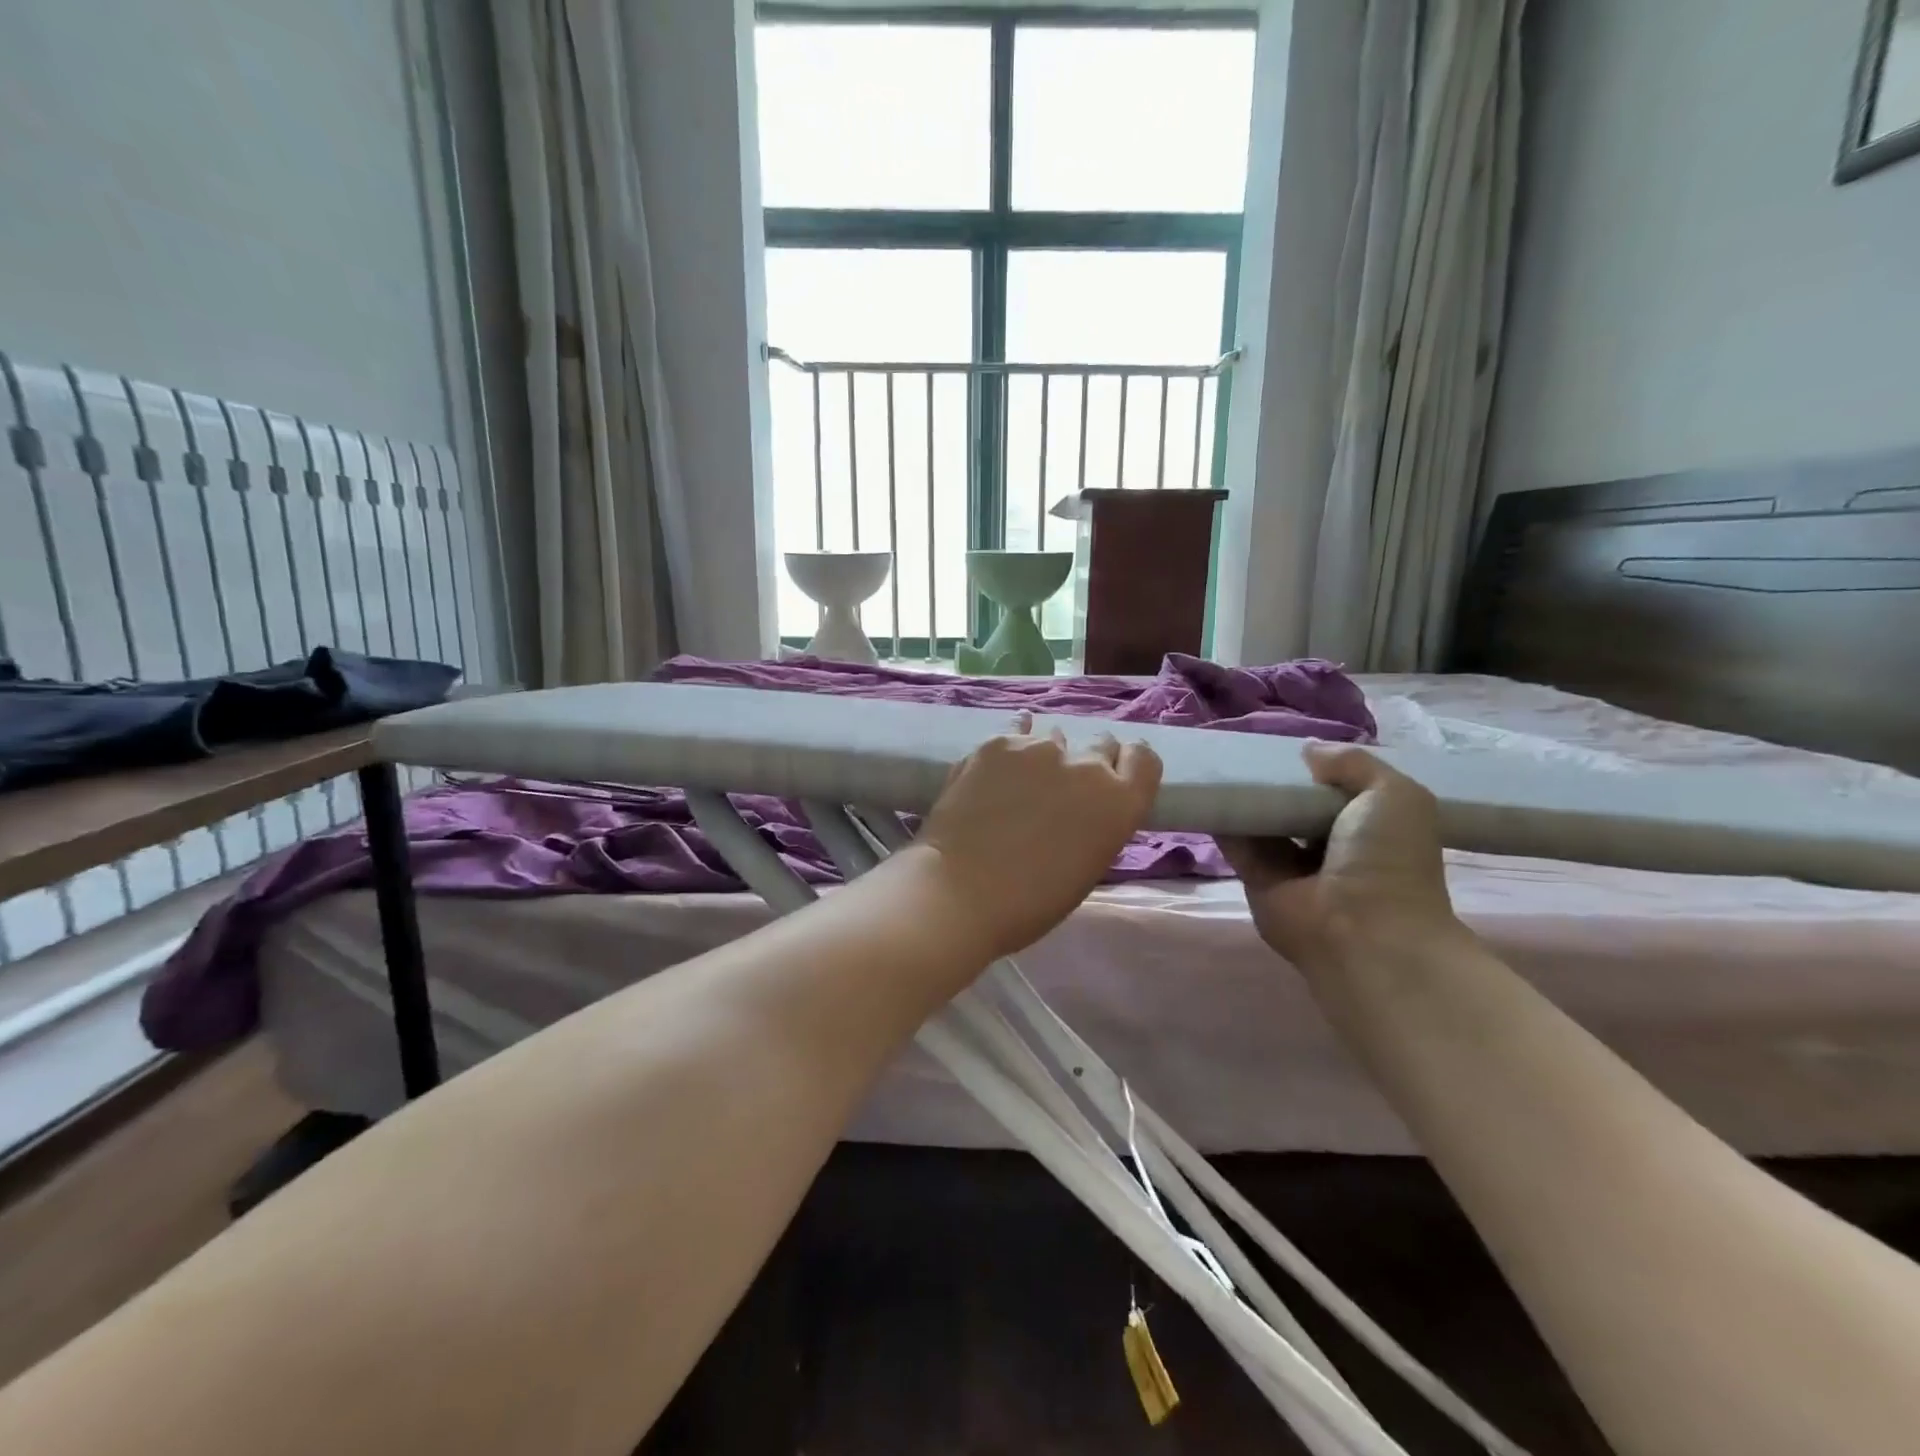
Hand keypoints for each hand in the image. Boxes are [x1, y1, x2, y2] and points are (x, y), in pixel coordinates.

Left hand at [915, 713, 1161, 961]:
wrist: (960, 892)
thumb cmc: (1031, 902)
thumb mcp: (1088, 864)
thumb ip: (1098, 822)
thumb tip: (1084, 803)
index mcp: (1120, 802)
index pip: (1143, 759)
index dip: (1127, 766)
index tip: (1112, 778)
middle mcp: (1088, 765)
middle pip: (1101, 744)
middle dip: (1088, 761)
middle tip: (1063, 787)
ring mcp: (1041, 748)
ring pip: (1055, 738)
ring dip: (1047, 756)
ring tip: (1022, 780)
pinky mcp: (999, 742)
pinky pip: (1016, 731)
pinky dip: (1013, 744)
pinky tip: (1002, 757)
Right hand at [1219, 743, 1461, 973]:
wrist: (1361, 930)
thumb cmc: (1387, 860)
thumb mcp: (1394, 794)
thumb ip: (1353, 763)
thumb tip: (1308, 751)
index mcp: (1370, 827)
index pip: (1337, 790)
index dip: (1316, 768)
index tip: (1288, 745)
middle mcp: (1331, 846)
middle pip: (1294, 805)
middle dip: (1276, 781)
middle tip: (1245, 748)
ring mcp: (1292, 866)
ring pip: (1263, 822)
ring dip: (1246, 797)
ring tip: (1218, 761)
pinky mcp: (1257, 880)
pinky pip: (1237, 843)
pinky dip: (1222, 820)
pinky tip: (1205, 791)